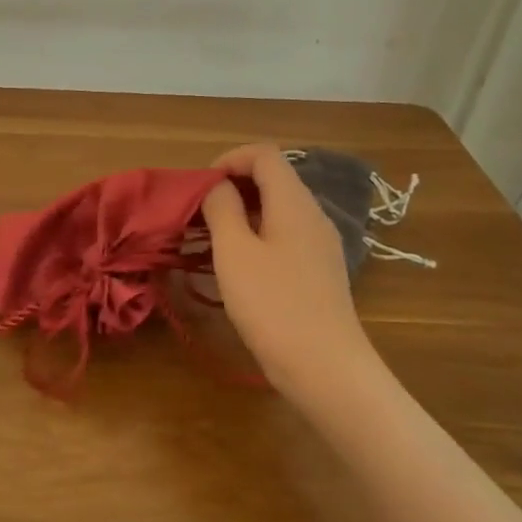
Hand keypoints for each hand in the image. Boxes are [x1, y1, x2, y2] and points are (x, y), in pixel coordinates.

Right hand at [200, 144, 373, 396]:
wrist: (324, 367)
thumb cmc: (273, 304)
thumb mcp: (234, 251)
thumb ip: (222, 208)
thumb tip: (216, 186)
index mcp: (294, 202)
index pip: (264, 154)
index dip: (228, 159)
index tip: (199, 187)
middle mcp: (312, 215)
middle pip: (273, 179)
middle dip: (231, 186)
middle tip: (197, 212)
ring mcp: (319, 244)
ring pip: (277, 208)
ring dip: (241, 212)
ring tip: (208, 237)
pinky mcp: (317, 270)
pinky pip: (284, 234)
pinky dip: (256, 234)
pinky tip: (236, 262)